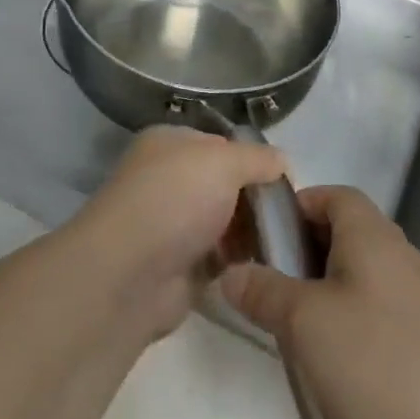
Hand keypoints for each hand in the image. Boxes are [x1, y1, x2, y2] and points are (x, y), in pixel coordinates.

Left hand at [69, 127, 286, 337]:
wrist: (129, 275)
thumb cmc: (175, 200)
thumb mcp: (224, 162)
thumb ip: (258, 158)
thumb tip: (283, 162)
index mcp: (170, 143)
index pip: (221, 144)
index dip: (253, 159)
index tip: (285, 180)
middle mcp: (169, 179)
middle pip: (225, 184)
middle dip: (256, 199)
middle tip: (290, 217)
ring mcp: (172, 224)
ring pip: (225, 222)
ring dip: (251, 233)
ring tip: (285, 242)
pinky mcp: (179, 266)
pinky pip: (220, 258)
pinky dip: (239, 262)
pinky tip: (266, 266)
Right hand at [218, 185, 419, 418]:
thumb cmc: (376, 358)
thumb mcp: (304, 322)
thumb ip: (263, 292)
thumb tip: (231, 273)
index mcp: (371, 234)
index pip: (333, 195)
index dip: (297, 207)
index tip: (263, 238)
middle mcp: (398, 256)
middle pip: (344, 237)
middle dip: (303, 258)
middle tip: (269, 290)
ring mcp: (418, 302)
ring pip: (359, 282)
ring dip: (325, 300)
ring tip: (294, 336)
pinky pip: (378, 319)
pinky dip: (351, 333)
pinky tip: (334, 374)